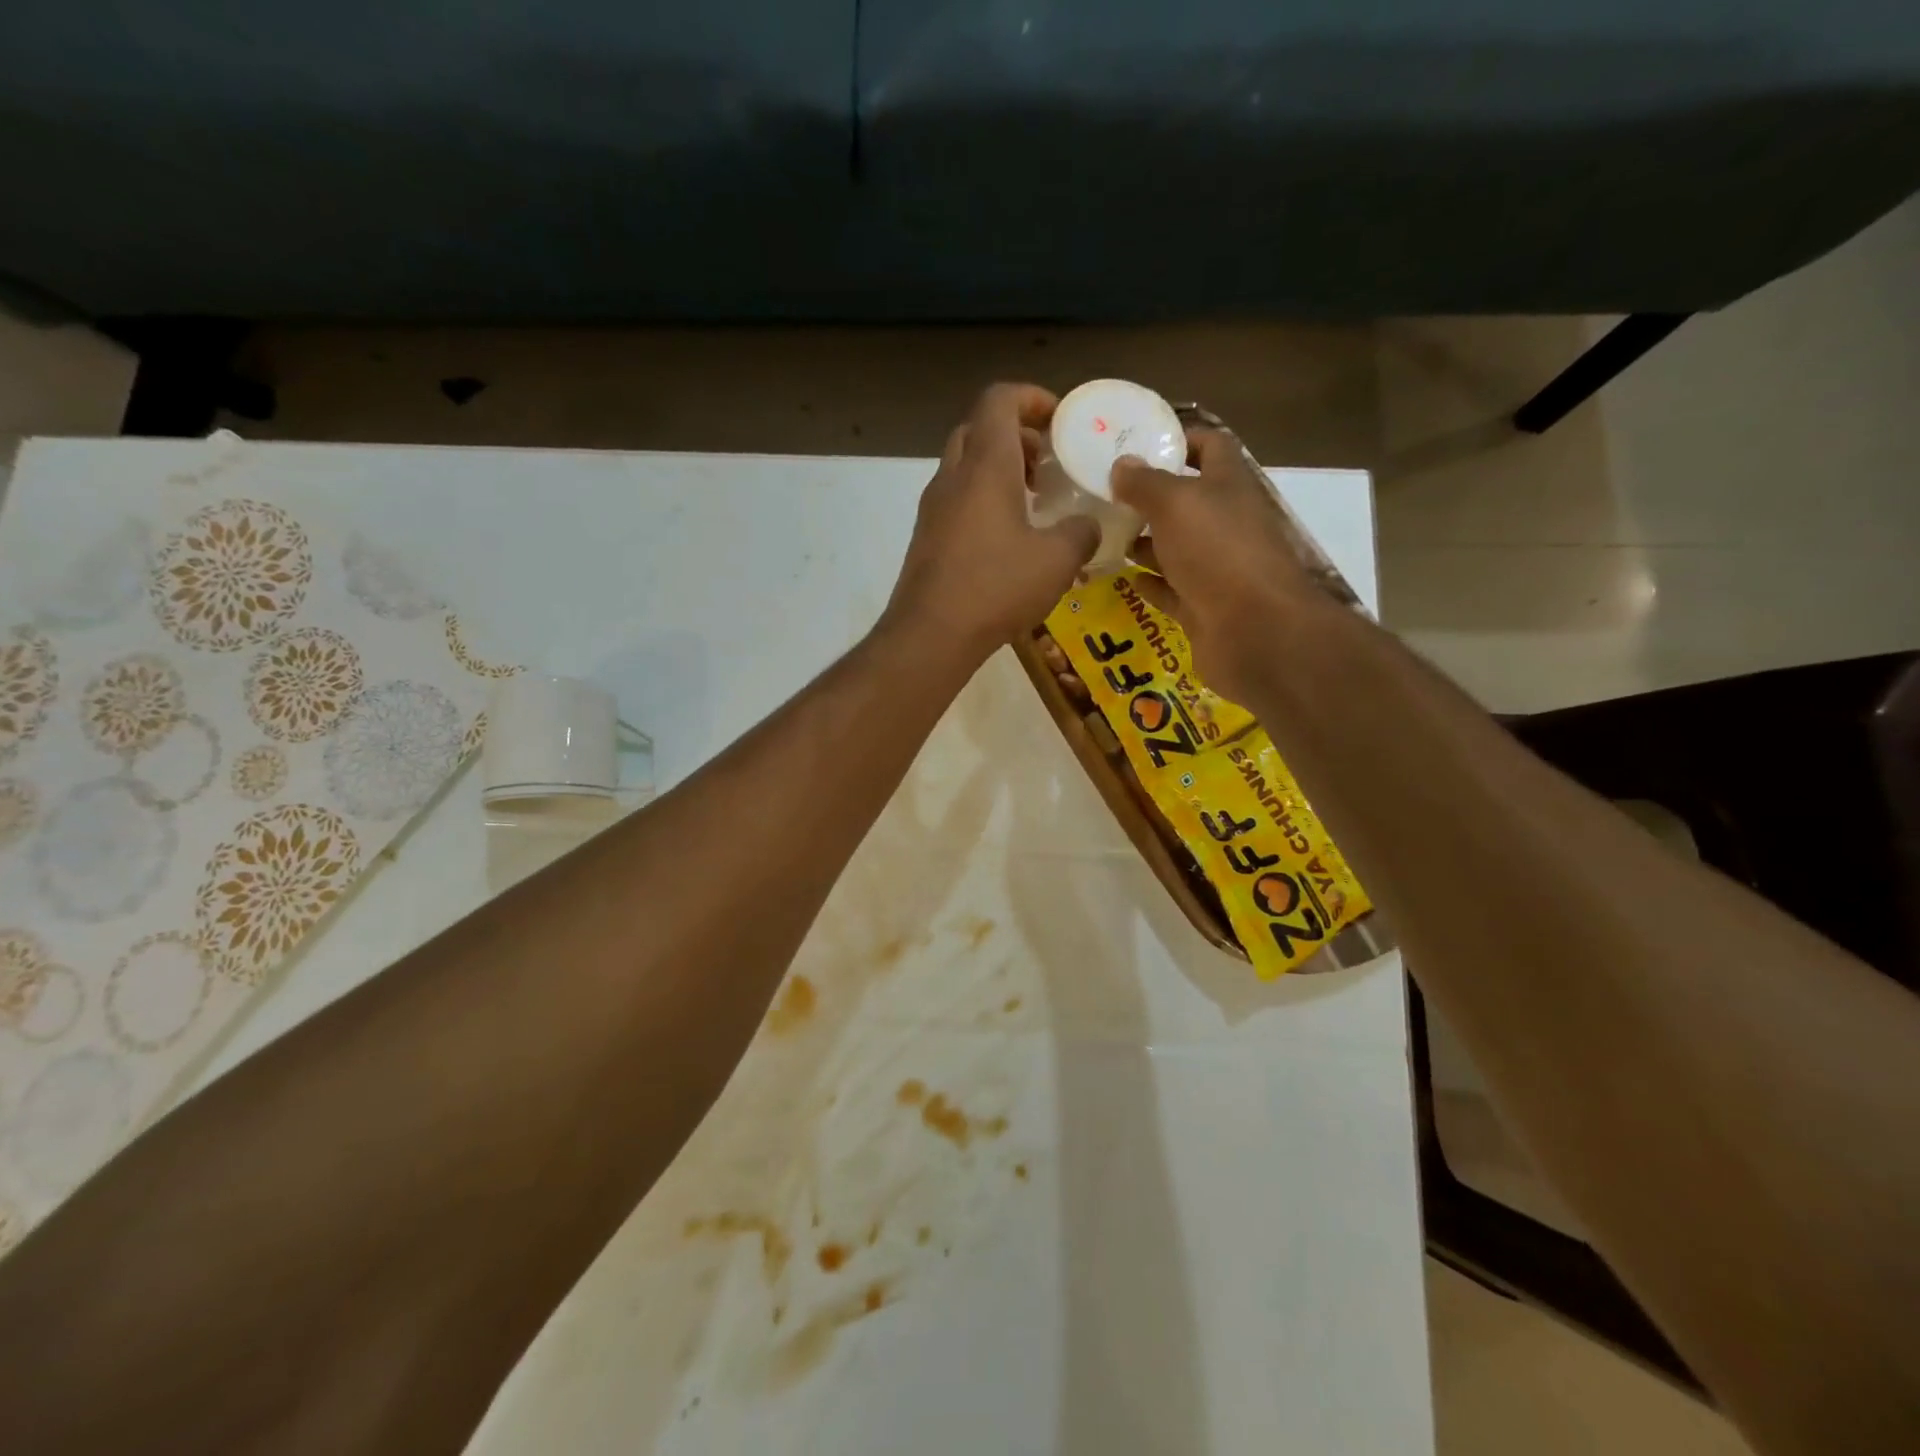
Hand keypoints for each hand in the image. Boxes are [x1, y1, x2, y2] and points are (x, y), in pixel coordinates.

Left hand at [883, 383, 1099, 660]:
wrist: (930, 635)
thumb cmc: (995, 588)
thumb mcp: (1057, 560)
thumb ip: (1081, 533)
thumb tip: (1086, 526)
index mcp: (986, 466)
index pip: (1000, 400)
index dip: (1032, 397)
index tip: (1060, 420)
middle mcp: (953, 477)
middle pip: (979, 430)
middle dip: (1016, 435)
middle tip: (1047, 463)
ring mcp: (933, 508)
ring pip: (965, 465)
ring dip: (999, 470)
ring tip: (1033, 502)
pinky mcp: (926, 538)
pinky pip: (957, 500)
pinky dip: (983, 500)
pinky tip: (1008, 539)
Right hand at [1111, 428, 1326, 702]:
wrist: (1254, 631)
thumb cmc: (1217, 552)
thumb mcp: (1175, 504)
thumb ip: (1145, 483)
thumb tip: (1121, 464)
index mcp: (1228, 486)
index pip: (1210, 446)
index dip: (1180, 439)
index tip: (1138, 442)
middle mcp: (1226, 523)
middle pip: (1187, 501)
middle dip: (1149, 497)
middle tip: (1104, 494)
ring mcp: (1216, 567)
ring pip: (1176, 547)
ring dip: (1145, 542)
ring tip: (1104, 535)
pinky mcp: (1204, 606)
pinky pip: (1172, 589)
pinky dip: (1151, 583)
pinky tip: (1124, 578)